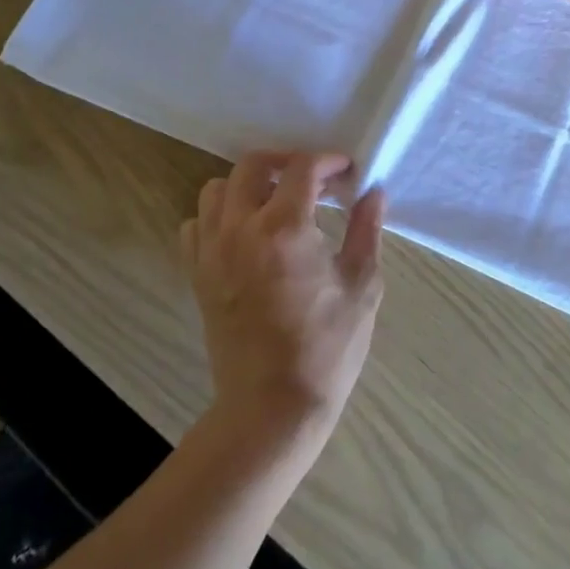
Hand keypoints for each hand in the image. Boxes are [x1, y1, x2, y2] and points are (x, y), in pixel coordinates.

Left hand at [180, 152, 384, 462]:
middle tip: (312, 180)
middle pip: (251, 165)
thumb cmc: (327, 347)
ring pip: (216, 190)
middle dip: (285, 162)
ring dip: (247, 186)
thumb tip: (374, 193)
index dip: (327, 162)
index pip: (302, 169)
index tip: (346, 172)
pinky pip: (195, 226)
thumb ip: (366, 230)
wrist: (273, 407)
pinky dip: (217, 217)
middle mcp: (241, 229)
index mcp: (285, 228)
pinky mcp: (197, 276)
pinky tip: (243, 234)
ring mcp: (212, 252)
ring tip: (275, 203)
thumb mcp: (362, 285)